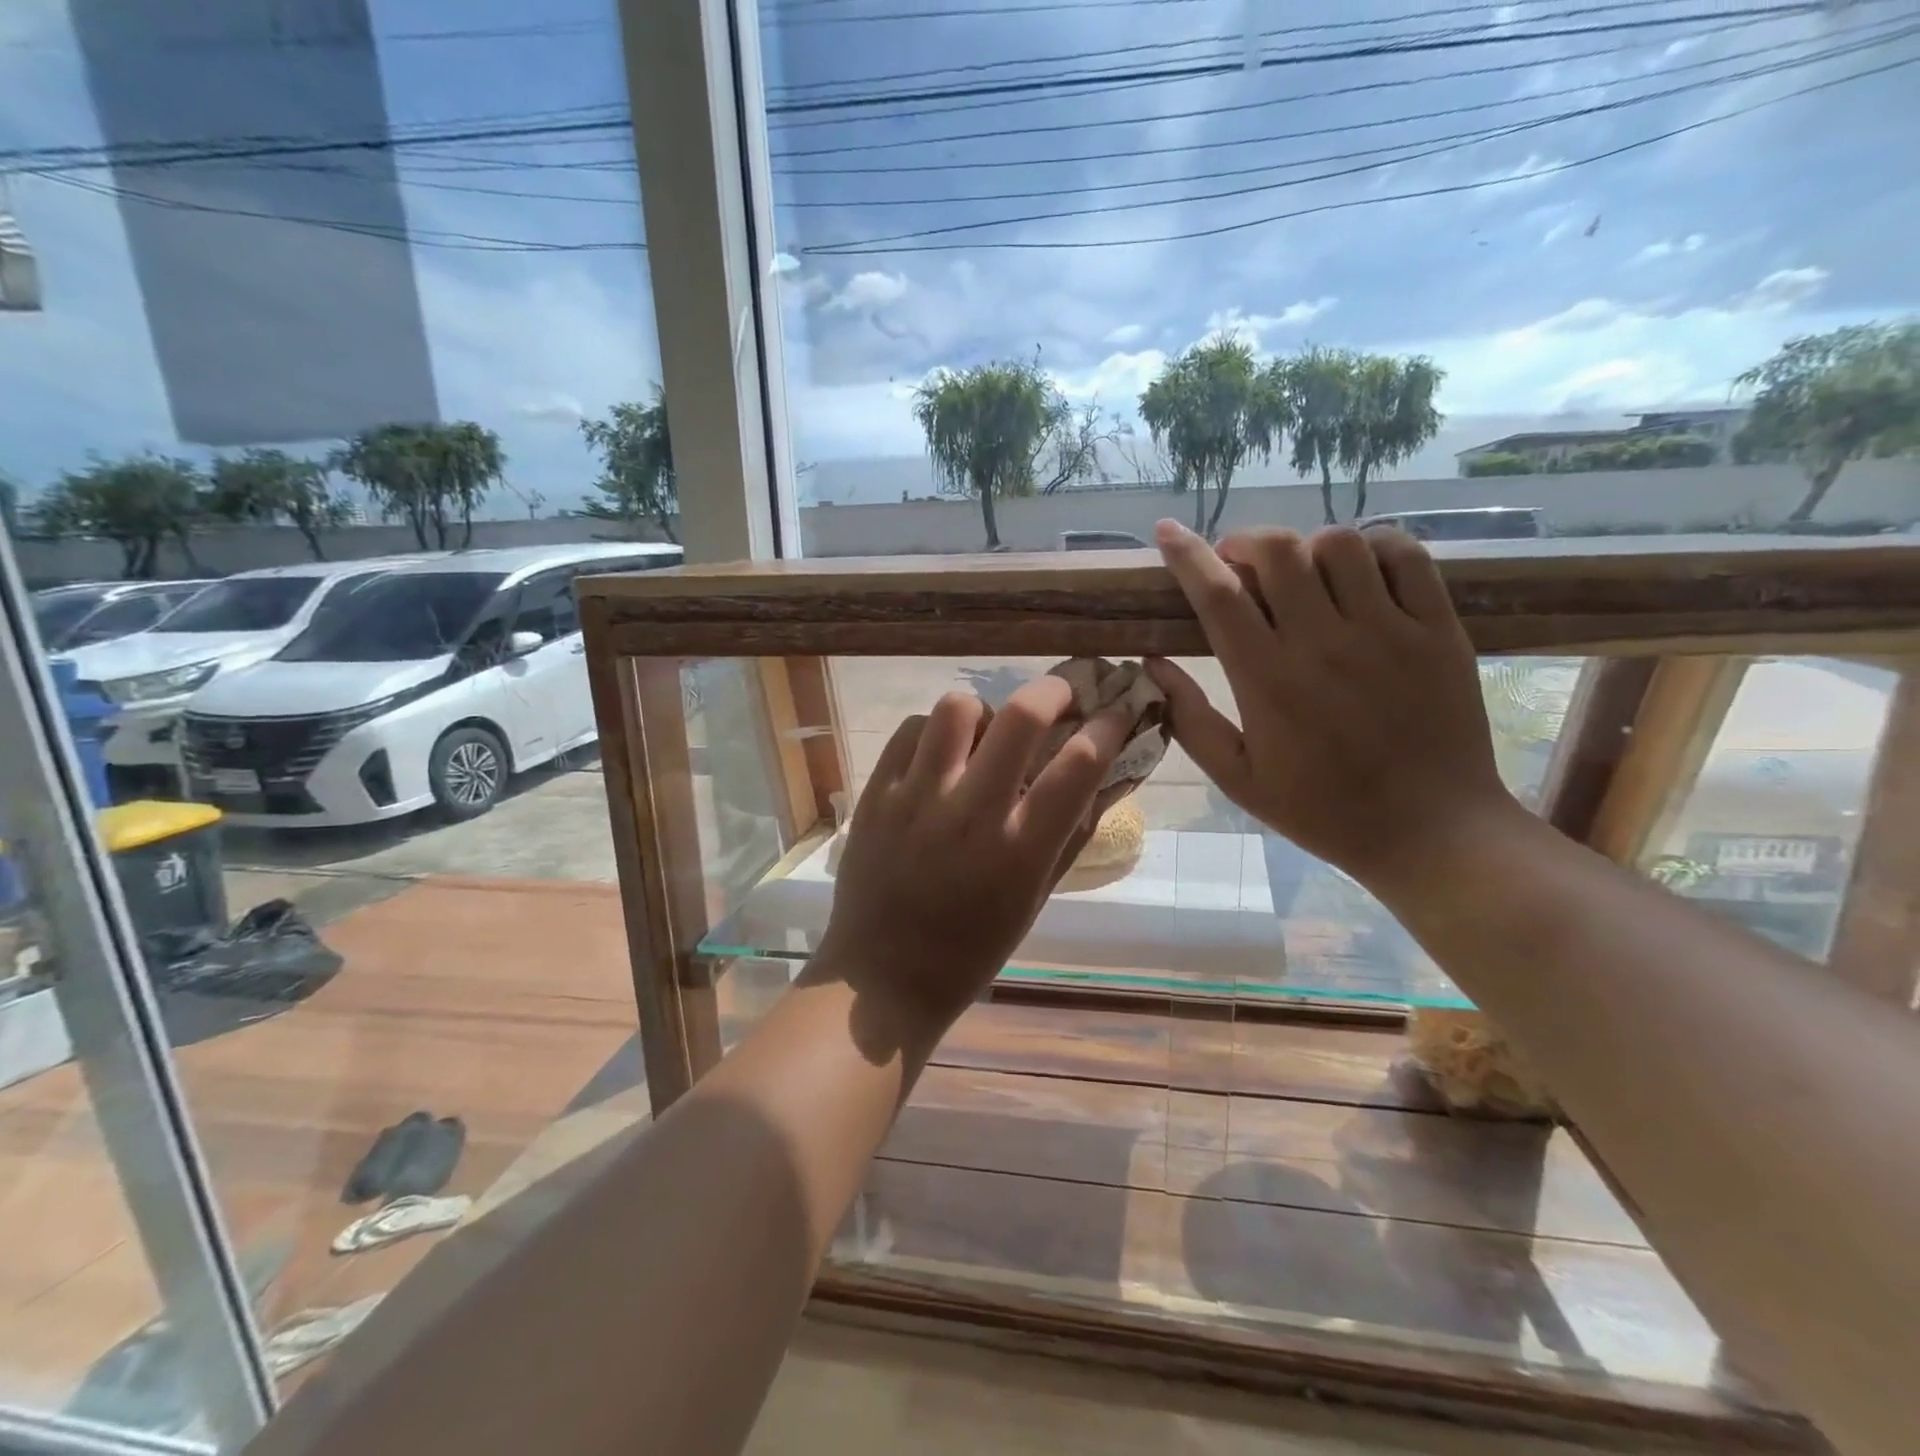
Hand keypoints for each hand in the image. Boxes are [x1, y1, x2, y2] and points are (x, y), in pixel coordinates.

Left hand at [813, 676, 1131, 1053]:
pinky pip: (912, 729)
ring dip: (986, 712)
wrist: (881, 977)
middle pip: (1021, 716)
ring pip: (958, 708)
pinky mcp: (877, 793)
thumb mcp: (1035, 897)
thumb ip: (1072, 833)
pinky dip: (935, 732)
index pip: (1080, 764)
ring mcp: (917, 797)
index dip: (1109, 725)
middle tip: (1061, 696)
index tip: (1117, 710)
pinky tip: (941, 755)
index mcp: (1020, 849)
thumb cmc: (972, 948)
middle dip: (1053, 690)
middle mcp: (972, 812)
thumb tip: (1109, 776)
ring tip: (987, 734)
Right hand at [1145, 519, 1517, 894]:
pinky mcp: (1439, 630)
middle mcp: (1325, 643)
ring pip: (1340, 544)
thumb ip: (1190, 719)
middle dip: (1244, 543)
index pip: (1218, 595)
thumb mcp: (1238, 779)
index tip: (1167, 531)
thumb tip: (1152, 664)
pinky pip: (1406, 555)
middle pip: (1278, 552)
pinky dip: (1374, 546)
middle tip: (1237, 565)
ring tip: (1300, 574)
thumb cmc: (1322, 810)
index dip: (1187, 555)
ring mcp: (1389, 631)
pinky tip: (1359, 571)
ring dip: (1306, 547)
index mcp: (1268, 681)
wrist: (1430, 831)